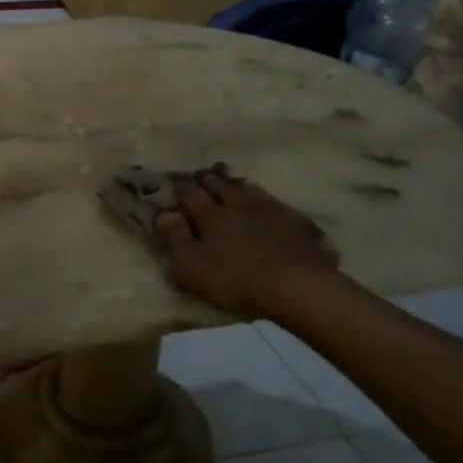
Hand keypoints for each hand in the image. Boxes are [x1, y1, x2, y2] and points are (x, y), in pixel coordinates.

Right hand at [154, 171, 341, 320]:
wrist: (298, 285)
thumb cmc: (237, 280)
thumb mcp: (192, 267)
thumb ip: (175, 239)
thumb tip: (164, 213)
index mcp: (211, 216)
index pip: (191, 195)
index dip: (181, 188)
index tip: (174, 182)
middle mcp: (238, 205)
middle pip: (220, 186)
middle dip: (208, 181)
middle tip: (202, 176)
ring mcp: (269, 209)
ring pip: (248, 189)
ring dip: (236, 185)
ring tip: (232, 184)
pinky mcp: (295, 220)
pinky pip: (274, 201)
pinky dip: (263, 197)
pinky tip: (266, 202)